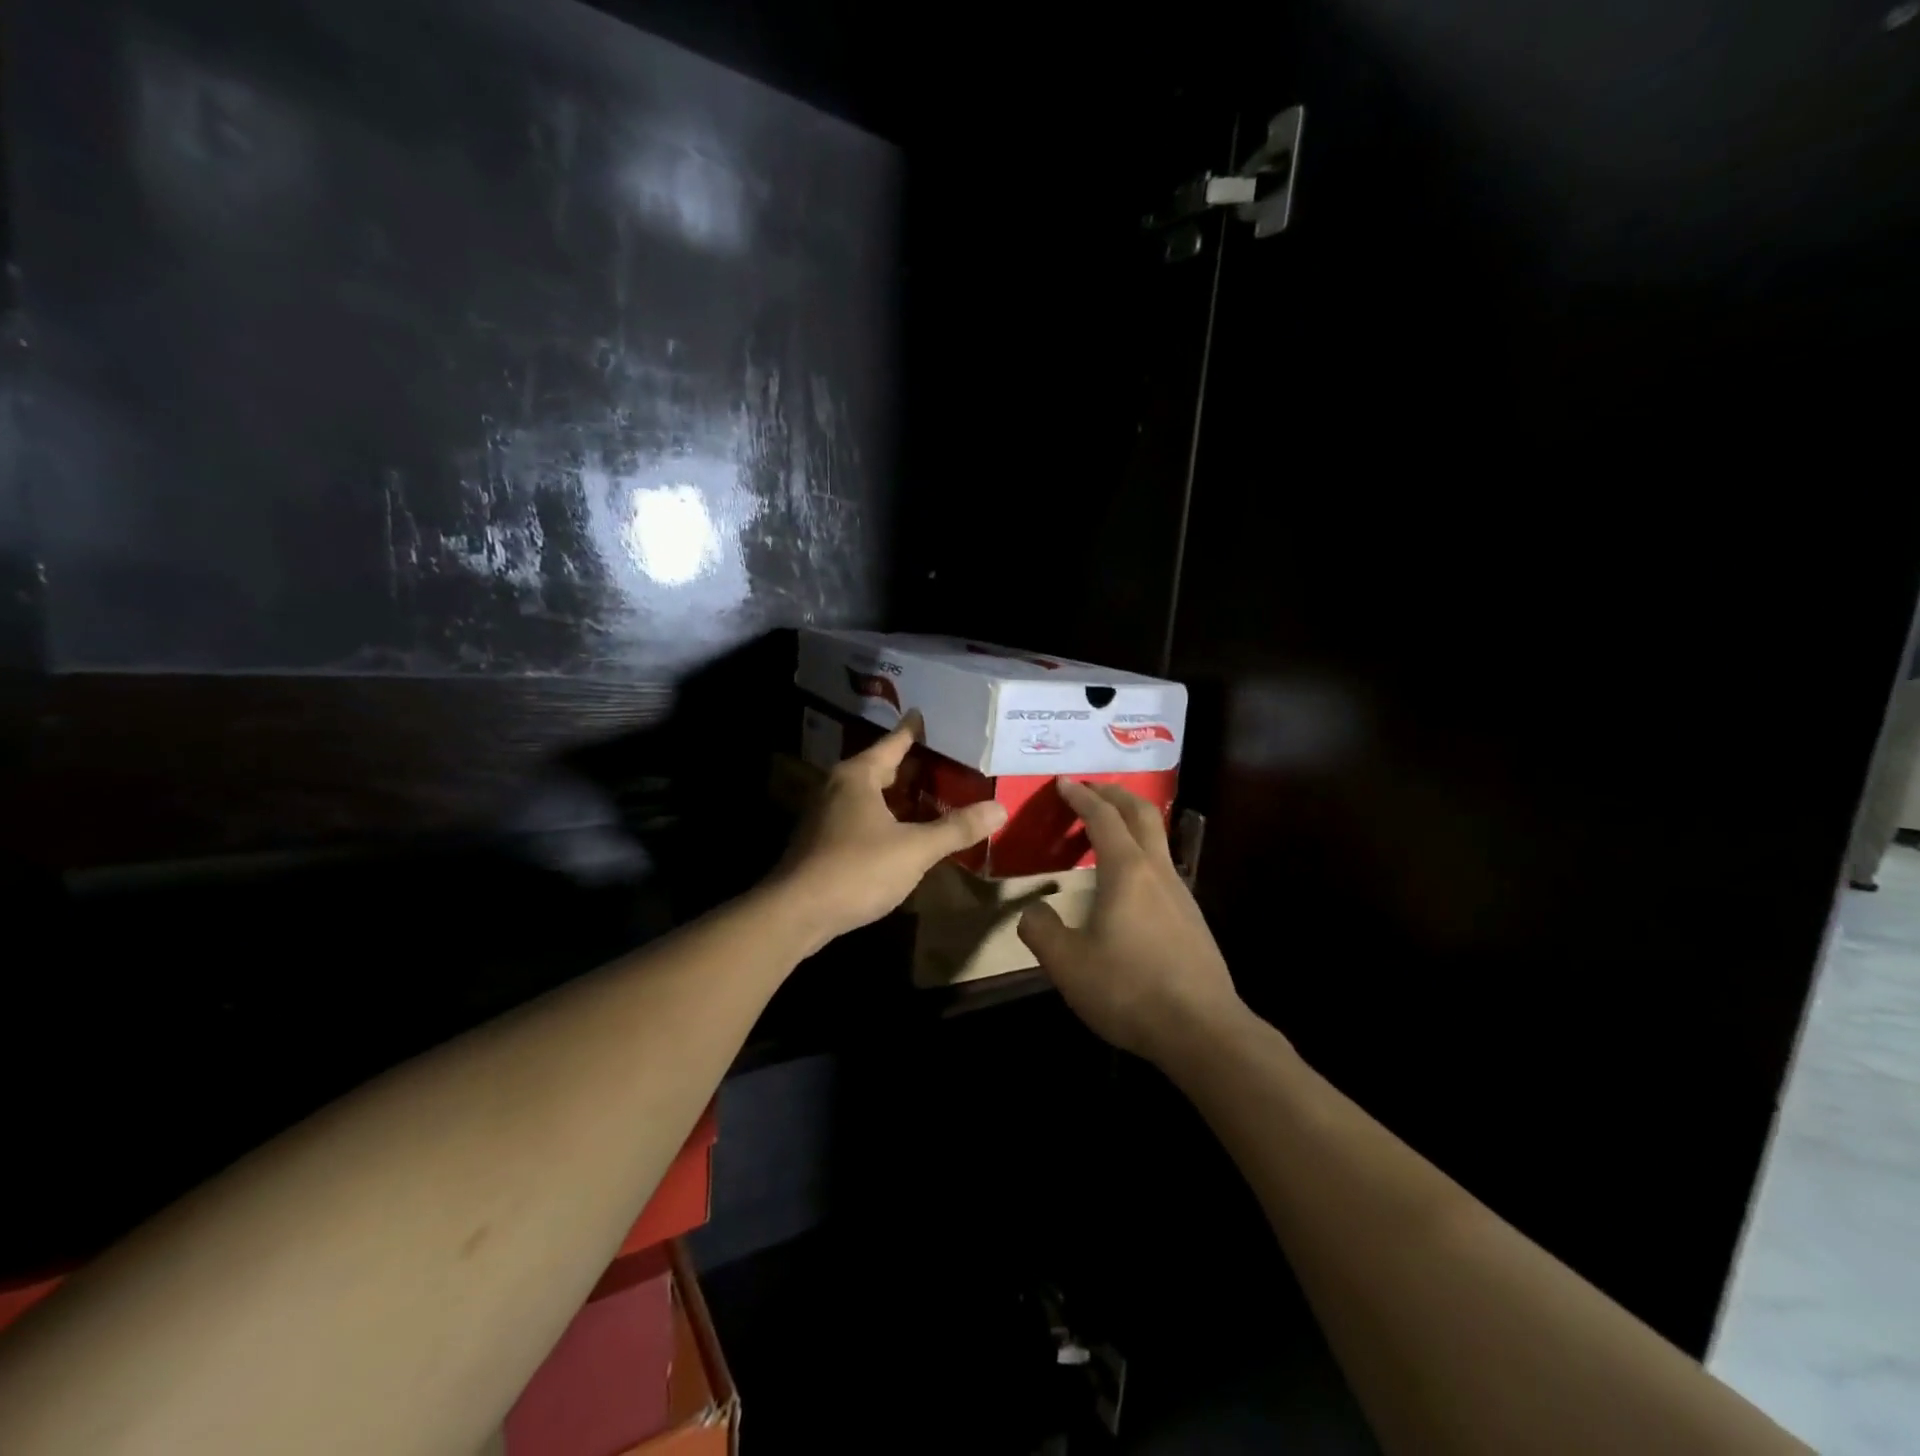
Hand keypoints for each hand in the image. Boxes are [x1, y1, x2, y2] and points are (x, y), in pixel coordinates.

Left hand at [770, 712, 1007, 950]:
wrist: (796, 913)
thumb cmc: (857, 869)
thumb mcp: (915, 849)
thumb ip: (956, 828)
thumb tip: (1000, 808)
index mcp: (858, 776)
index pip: (893, 742)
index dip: (914, 730)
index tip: (927, 714)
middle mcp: (838, 787)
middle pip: (881, 767)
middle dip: (913, 766)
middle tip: (947, 760)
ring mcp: (826, 815)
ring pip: (870, 795)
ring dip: (899, 795)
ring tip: (934, 795)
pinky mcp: (822, 842)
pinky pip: (862, 817)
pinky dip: (886, 817)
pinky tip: (905, 832)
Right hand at [1017, 778, 1243, 1060]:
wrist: (1203, 1030)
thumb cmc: (1130, 990)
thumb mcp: (1068, 965)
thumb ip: (1041, 930)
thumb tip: (1034, 911)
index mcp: (1126, 871)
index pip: (1103, 817)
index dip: (1082, 796)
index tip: (1064, 782)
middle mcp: (1157, 871)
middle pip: (1141, 814)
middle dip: (1115, 793)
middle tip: (1091, 787)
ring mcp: (1181, 894)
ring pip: (1157, 839)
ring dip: (1132, 821)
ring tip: (1108, 828)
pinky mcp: (1192, 918)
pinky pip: (1162, 866)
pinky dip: (1141, 851)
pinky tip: (1129, 880)